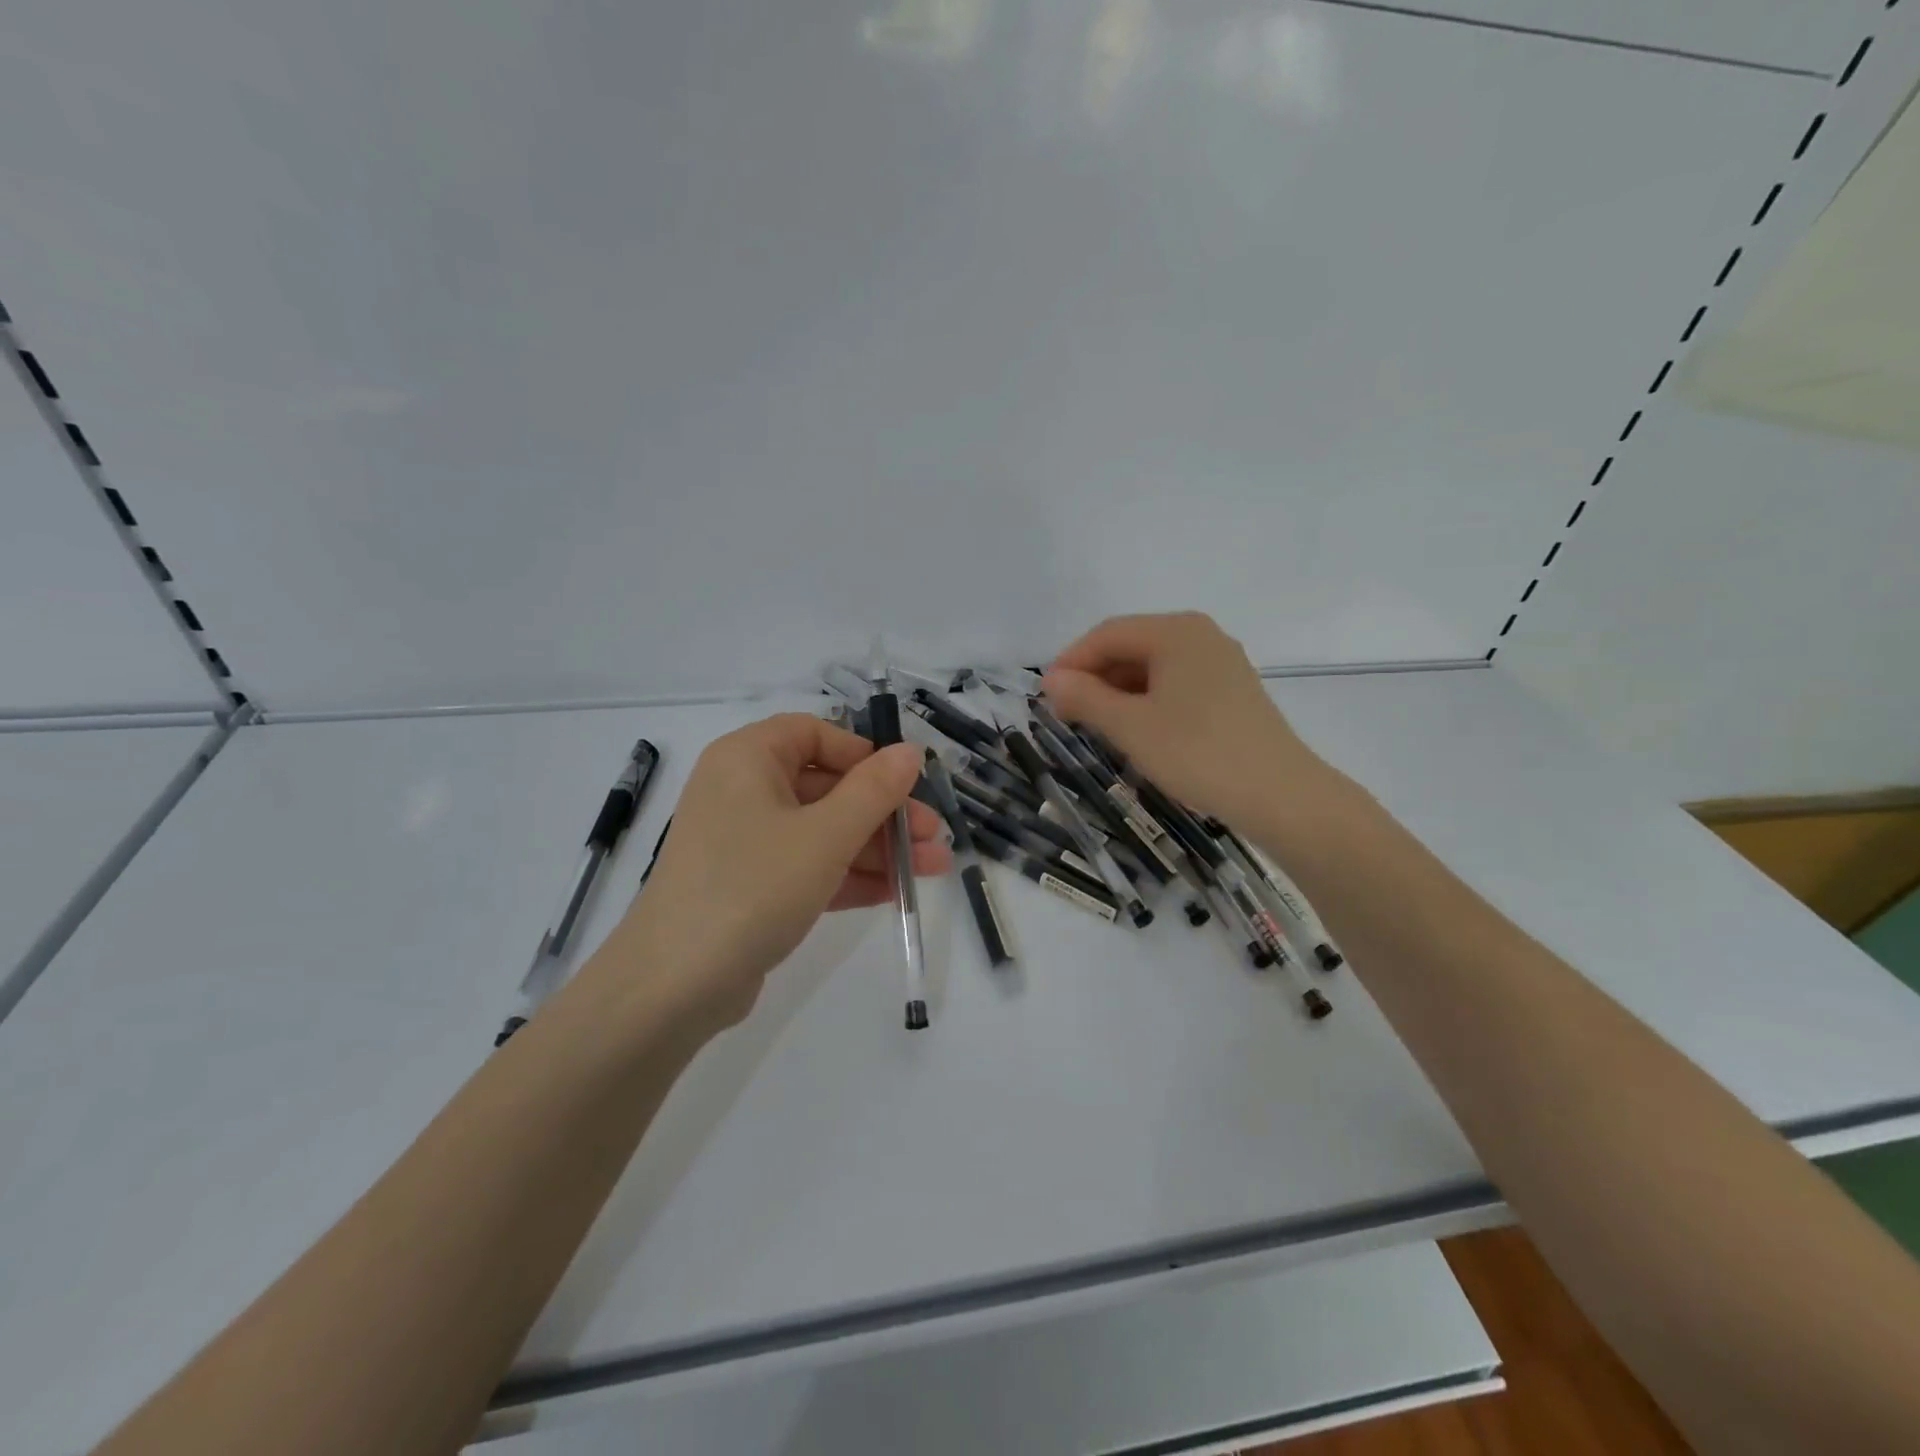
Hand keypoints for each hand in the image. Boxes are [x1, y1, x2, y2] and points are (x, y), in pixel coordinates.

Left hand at [595, 714, 950, 1030]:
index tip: (903, 782)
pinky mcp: (751, 887)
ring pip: (823, 831)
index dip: (863, 754)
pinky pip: (808, 866)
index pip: (813, 734)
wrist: (674, 986)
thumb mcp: (824, 835)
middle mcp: (742, 792)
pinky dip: (849, 875)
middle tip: (933, 836)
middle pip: (826, 787)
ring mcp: (745, 843)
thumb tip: (911, 751)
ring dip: (877, 848)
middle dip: (884, 812)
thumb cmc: (752, 887)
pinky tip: (897, 891)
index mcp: (747, 759)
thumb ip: (874, 791)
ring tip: (932, 868)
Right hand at [1043, 612, 1329, 828]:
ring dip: (1118, 692)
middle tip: (1066, 714)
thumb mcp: (1130, 726)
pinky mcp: (1232, 691)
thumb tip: (1051, 680)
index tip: (1045, 696)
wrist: (1280, 796)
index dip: (1071, 662)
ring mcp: (1221, 663)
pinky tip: (1136, 731)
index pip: (1107, 634)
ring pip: (1153, 667)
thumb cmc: (1197, 753)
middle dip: (1094, 677)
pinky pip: (1175, 684)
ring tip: (1096, 726)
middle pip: (1131, 646)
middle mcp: (1201, 636)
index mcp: (1176, 631)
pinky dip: (1147, 701)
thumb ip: (1085, 698)